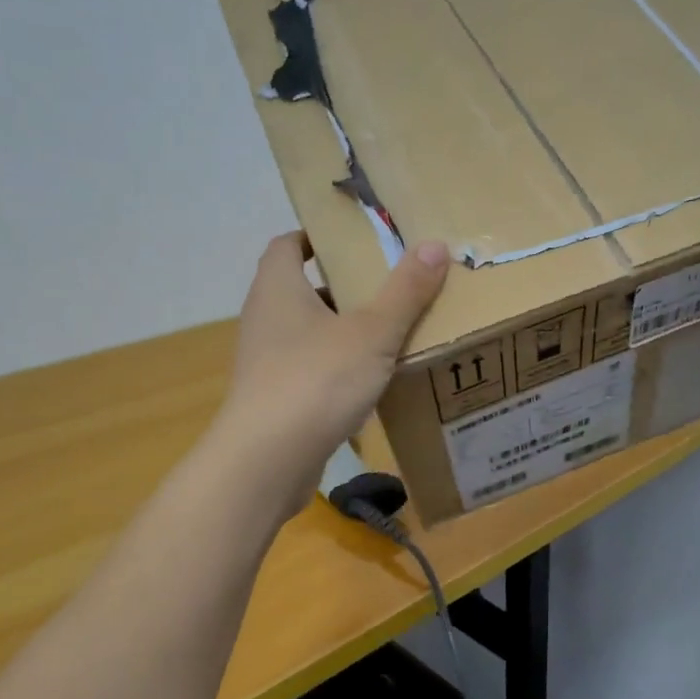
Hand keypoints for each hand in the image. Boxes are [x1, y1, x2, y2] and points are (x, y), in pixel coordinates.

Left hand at [213, 232, 448, 518]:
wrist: (268, 460)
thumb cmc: (317, 380)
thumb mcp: (372, 333)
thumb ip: (405, 291)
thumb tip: (436, 245)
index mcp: (278, 288)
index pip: (287, 246)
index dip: (315, 238)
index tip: (352, 242)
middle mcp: (264, 319)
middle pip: (301, 291)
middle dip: (340, 289)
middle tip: (386, 289)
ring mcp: (264, 363)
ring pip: (306, 335)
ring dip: (339, 333)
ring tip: (387, 336)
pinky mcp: (272, 401)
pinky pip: (307, 373)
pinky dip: (334, 372)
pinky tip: (368, 386)